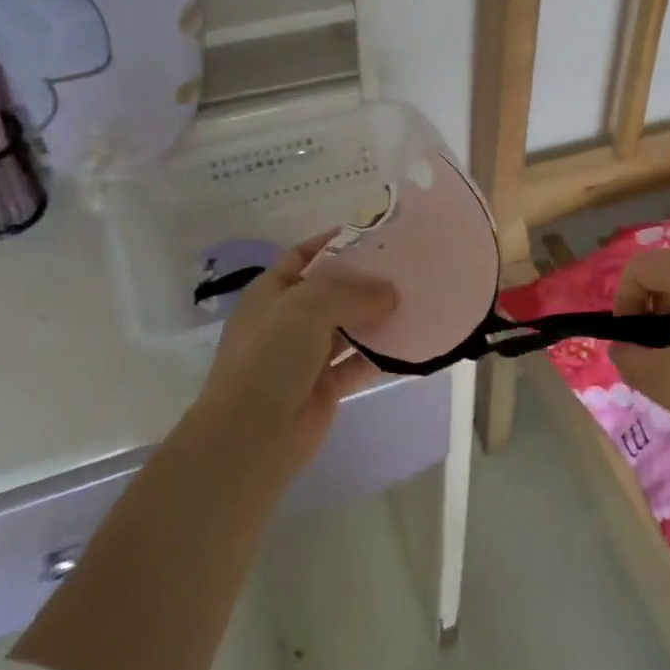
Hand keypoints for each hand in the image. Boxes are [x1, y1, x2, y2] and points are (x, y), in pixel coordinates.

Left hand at [197, 233, 397, 468]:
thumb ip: (353, 292)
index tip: (376, 234)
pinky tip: (412, 341)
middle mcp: (288, 319)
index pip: (306, 255)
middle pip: (333, 290)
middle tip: (408, 268)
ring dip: (379, 316)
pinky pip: (360, 361)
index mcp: (272, 291)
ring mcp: (306, 354)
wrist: (251, 435)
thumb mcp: (309, 306)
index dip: (336, 242)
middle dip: (366, 279)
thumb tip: (391, 294)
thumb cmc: (271, 356)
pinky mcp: (325, 385)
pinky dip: (383, 353)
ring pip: (349, 326)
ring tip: (418, 299)